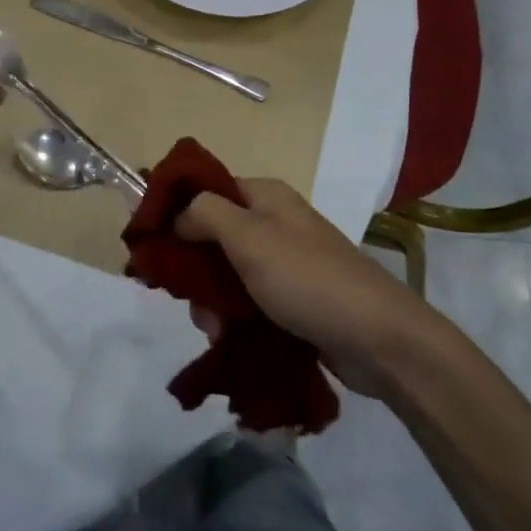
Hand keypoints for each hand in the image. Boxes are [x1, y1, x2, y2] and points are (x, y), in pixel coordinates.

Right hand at [177, 179, 426, 395]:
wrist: (378, 338)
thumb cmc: (308, 279)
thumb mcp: (249, 237)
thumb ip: (204, 213)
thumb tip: (177, 213)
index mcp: (263, 196)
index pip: (204, 190)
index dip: (175, 213)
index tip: (151, 247)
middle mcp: (272, 223)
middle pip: (210, 236)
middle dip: (194, 270)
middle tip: (190, 300)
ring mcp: (284, 263)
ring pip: (225, 275)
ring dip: (212, 302)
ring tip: (216, 330)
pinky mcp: (292, 300)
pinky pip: (247, 302)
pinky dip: (233, 319)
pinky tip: (229, 340)